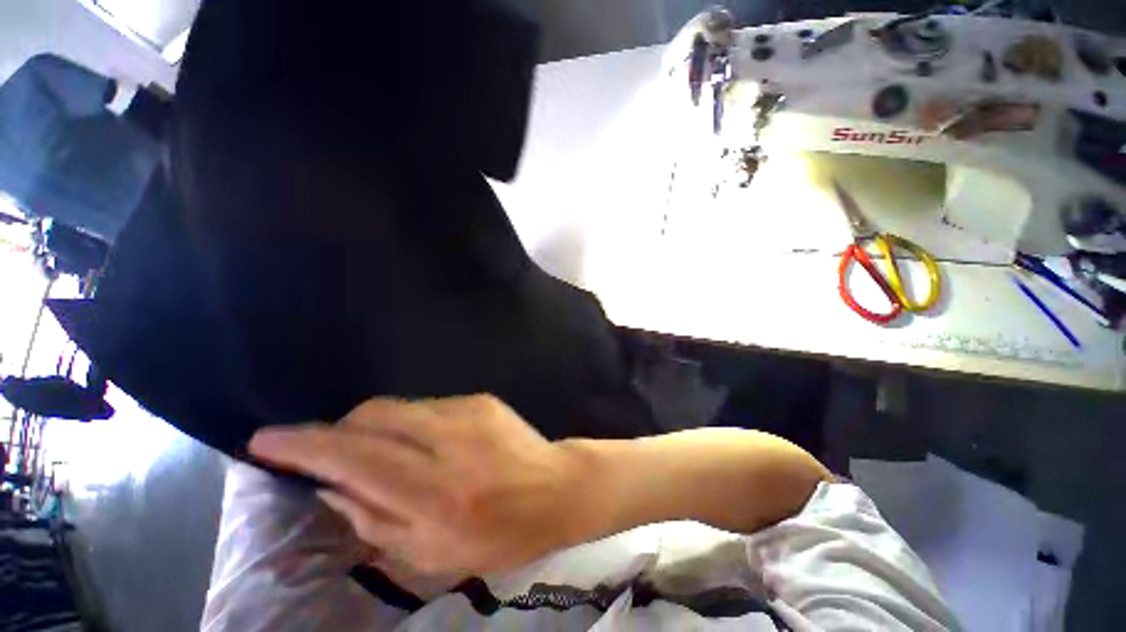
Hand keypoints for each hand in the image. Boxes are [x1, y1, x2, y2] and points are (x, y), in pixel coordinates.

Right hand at [249, 395, 591, 576]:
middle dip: (337, 430)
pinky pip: (427, 406)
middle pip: (372, 416)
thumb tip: (329, 486)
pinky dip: (409, 424)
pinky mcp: (481, 399)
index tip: (266, 440)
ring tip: (380, 453)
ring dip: (374, 427)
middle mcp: (449, 440)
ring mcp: (468, 412)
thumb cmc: (500, 534)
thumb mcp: (431, 554)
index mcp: (436, 492)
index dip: (304, 446)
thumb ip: (374, 519)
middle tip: (328, 453)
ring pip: (397, 407)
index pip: (355, 458)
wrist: (556, 487)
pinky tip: (425, 445)